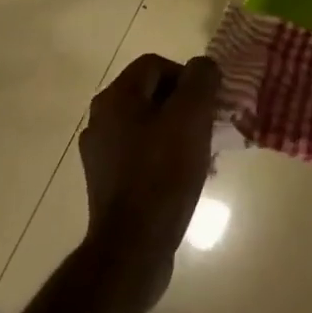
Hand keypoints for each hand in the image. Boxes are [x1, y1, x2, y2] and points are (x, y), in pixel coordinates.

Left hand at [78, 53, 221, 311]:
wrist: (133, 247)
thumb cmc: (163, 173)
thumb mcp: (191, 115)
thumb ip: (201, 79)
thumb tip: (204, 67)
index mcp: (115, 97)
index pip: (156, 64)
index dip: (188, 76)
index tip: (210, 102)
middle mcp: (100, 119)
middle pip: (152, 95)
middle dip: (186, 106)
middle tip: (210, 126)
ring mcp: (101, 153)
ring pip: (150, 125)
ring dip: (179, 133)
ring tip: (205, 155)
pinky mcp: (108, 183)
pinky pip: (143, 154)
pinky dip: (166, 157)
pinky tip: (187, 178)